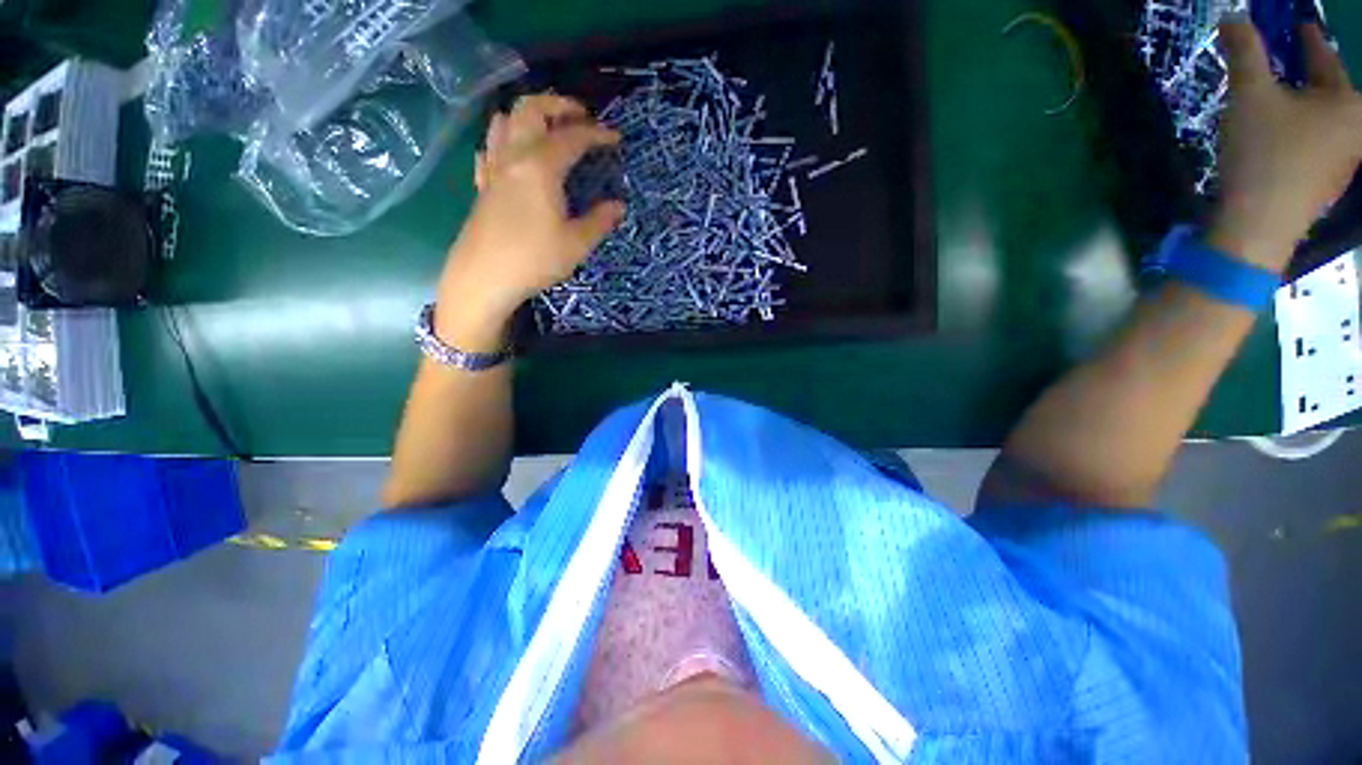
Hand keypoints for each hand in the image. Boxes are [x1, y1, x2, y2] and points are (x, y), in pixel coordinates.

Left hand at [435, 94, 623, 349]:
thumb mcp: (576, 245)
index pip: (572, 138)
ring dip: (528, 115)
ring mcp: (493, 169)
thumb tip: (618, 206)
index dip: (596, 134)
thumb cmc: (534, 260)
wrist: (483, 278)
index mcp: (540, 168)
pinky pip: (490, 148)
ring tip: (548, 129)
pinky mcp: (482, 186)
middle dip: (557, 104)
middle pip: (530, 109)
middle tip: (580, 117)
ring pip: (505, 121)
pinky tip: (515, 156)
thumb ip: (599, 221)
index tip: (615, 138)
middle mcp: (514, 158)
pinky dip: (505, 140)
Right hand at [1210, 21, 1361, 271]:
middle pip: (1330, 88)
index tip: (1298, 25)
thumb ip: (1244, 51)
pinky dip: (1301, 131)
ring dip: (1304, 104)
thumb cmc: (1264, 153)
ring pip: (1324, 118)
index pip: (1325, 55)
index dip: (1308, 37)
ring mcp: (1344, 161)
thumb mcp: (1249, 94)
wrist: (1259, 226)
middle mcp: (1356, 129)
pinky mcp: (1325, 184)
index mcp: (1349, 101)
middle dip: (1310, 73)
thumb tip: (1232, 18)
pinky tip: (1281, 135)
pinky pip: (1318, 144)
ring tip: (1282, 98)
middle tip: (1289, 61)